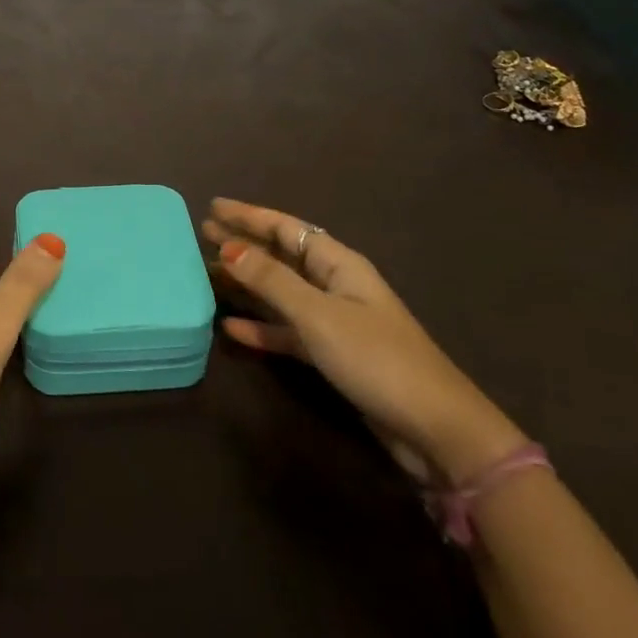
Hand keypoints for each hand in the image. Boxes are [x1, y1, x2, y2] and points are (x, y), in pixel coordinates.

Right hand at [205, 198, 525, 485]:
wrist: (435, 431)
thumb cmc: (376, 359)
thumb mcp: (318, 315)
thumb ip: (271, 281)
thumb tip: (229, 247)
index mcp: (338, 264)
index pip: (286, 228)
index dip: (249, 216)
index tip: (213, 206)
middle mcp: (336, 285)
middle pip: (282, 256)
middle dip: (244, 243)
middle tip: (203, 233)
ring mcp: (335, 321)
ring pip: (281, 292)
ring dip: (247, 283)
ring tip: (209, 273)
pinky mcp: (334, 356)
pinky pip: (288, 331)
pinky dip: (262, 327)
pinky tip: (231, 328)